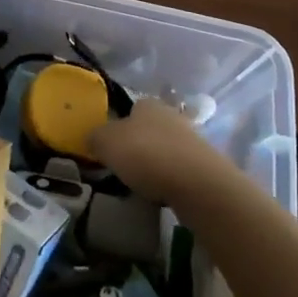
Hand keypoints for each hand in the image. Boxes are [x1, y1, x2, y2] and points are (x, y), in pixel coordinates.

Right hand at [87, 97, 232, 204]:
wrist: (197, 183)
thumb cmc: (146, 154)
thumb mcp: (106, 142)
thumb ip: (95, 137)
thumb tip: (93, 138)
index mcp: (147, 103)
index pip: (130, 109)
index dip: (118, 126)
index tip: (110, 147)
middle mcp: (170, 115)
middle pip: (148, 128)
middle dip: (137, 145)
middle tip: (123, 166)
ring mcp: (191, 139)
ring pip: (164, 148)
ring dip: (154, 163)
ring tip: (141, 184)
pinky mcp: (205, 165)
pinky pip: (179, 169)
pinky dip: (169, 179)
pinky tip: (161, 193)